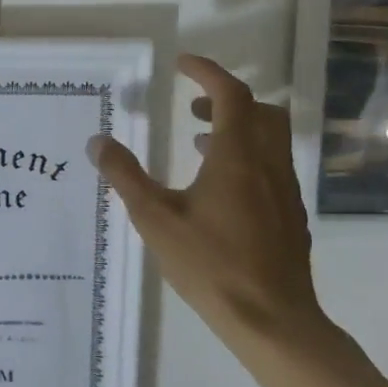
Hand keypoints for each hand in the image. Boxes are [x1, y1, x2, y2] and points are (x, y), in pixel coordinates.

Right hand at [88, 54, 322, 345]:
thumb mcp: (154, 218)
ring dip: (236, 129)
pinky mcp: (289, 217)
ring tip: (197, 143)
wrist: (273, 322)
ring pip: (269, 141)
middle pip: (260, 112)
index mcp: (236, 158)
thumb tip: (98, 142)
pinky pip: (271, 167)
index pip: (231, 96)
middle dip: (226, 99)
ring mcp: (285, 193)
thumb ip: (125, 176)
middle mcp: (267, 166)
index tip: (182, 64)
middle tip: (191, 106)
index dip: (208, 73)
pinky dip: (245, 157)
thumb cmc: (210, 264)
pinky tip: (217, 190)